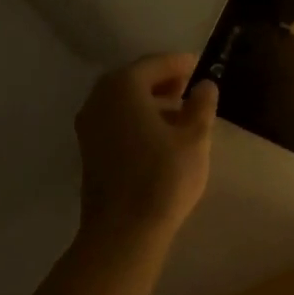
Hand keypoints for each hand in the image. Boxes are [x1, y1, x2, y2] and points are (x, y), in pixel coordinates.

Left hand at [75, 54, 217, 240]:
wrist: (123, 231)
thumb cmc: (163, 177)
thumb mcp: (194, 138)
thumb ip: (201, 105)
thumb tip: (205, 85)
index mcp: (123, 86)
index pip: (155, 63)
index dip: (180, 64)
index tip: (201, 67)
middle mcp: (99, 98)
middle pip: (135, 80)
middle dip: (164, 82)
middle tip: (191, 90)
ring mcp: (89, 125)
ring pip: (123, 102)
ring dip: (151, 103)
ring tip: (181, 116)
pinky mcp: (88, 149)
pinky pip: (116, 121)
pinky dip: (137, 120)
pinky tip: (160, 137)